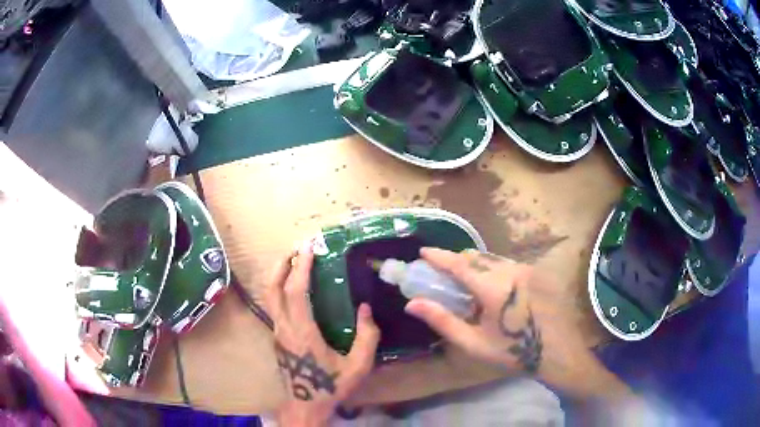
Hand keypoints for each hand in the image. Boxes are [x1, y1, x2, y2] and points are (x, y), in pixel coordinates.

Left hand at [265, 246, 379, 426]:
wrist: (305, 406)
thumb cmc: (331, 387)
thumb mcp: (358, 366)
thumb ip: (367, 337)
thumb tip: (365, 308)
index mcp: (302, 332)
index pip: (296, 292)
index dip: (301, 267)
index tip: (309, 248)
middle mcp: (284, 328)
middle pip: (273, 288)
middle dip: (282, 264)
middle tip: (296, 249)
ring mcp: (277, 333)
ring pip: (270, 296)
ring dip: (279, 275)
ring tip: (293, 262)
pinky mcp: (277, 338)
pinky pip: (274, 306)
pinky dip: (280, 289)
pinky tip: (293, 288)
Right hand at [405, 248, 630, 400]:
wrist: (558, 351)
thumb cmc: (513, 352)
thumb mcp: (474, 343)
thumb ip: (442, 320)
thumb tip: (411, 304)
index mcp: (494, 287)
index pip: (460, 264)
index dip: (439, 256)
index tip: (423, 252)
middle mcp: (511, 270)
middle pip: (476, 257)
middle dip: (455, 262)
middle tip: (441, 275)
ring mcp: (526, 269)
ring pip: (492, 259)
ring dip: (474, 265)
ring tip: (465, 284)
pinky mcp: (536, 272)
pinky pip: (506, 264)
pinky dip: (491, 269)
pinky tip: (491, 289)